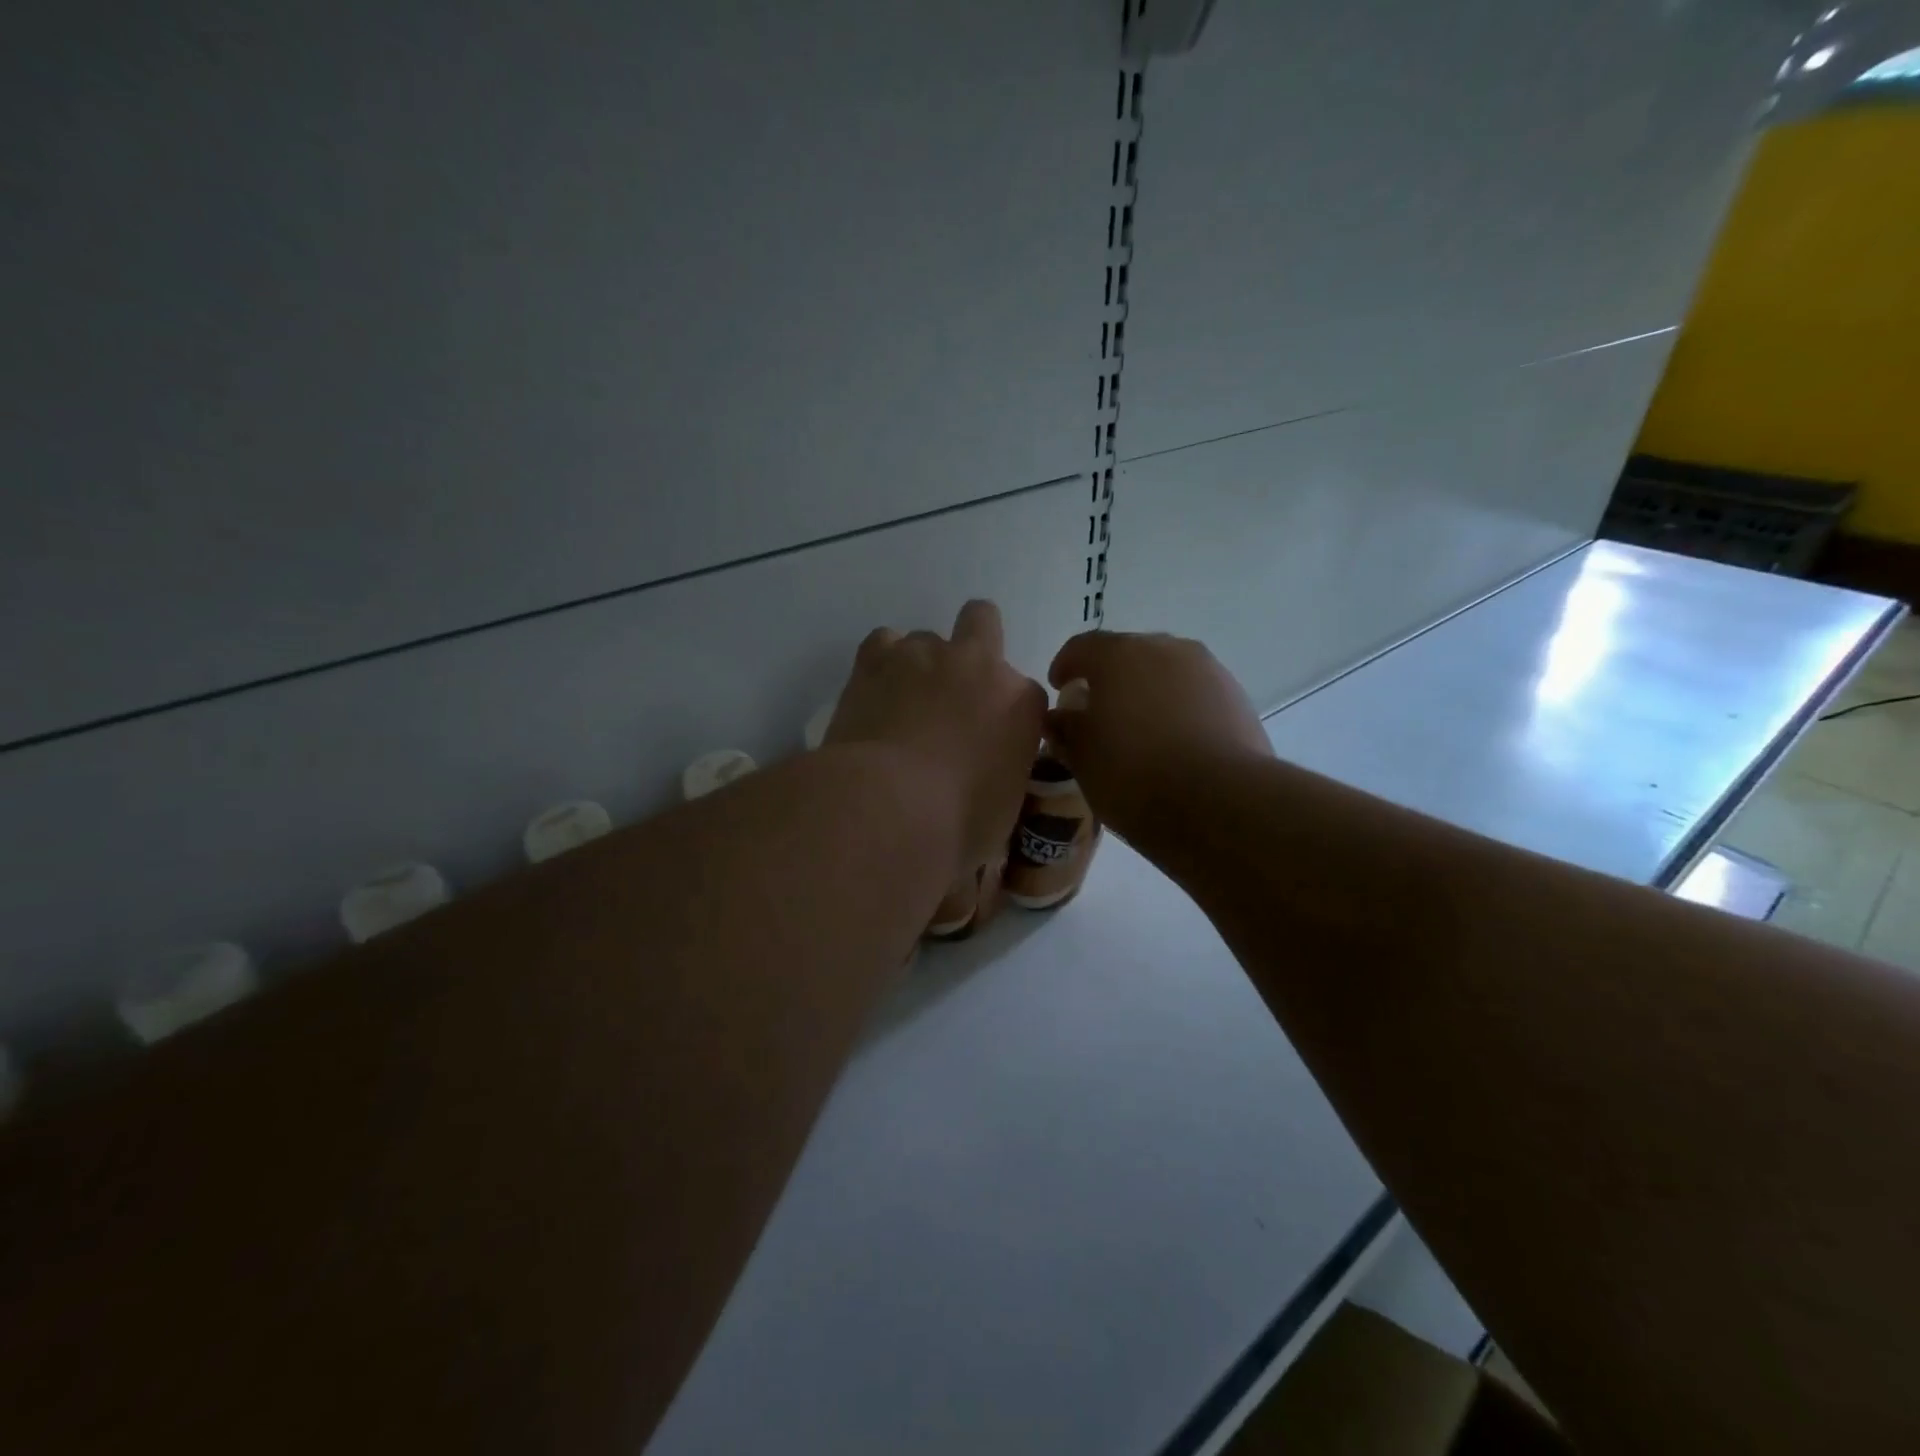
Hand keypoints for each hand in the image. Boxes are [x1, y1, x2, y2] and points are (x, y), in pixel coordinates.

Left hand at [827, 601, 1046, 873]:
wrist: (888, 809)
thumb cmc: (957, 825)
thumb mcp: (1003, 809)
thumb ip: (1002, 774)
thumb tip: (985, 778)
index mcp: (1021, 704)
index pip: (1024, 695)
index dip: (1005, 716)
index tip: (989, 743)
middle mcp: (980, 666)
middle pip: (983, 621)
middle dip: (973, 645)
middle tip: (954, 692)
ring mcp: (926, 655)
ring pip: (927, 638)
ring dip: (921, 665)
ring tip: (902, 705)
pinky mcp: (876, 660)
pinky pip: (883, 642)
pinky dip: (881, 664)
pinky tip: (875, 695)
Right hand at [1045, 631, 1272, 843]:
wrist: (1220, 803)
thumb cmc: (1134, 774)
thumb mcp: (1083, 758)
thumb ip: (1066, 730)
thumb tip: (1059, 718)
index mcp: (1118, 654)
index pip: (1081, 647)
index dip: (1065, 666)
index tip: (1059, 690)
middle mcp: (1165, 648)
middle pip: (1127, 654)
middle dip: (1109, 678)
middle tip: (1098, 711)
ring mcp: (1207, 670)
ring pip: (1165, 672)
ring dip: (1147, 691)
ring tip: (1139, 728)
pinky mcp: (1236, 697)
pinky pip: (1194, 694)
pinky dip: (1178, 708)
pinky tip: (1174, 742)